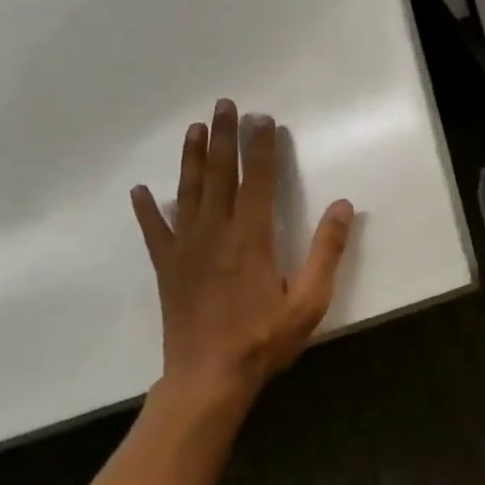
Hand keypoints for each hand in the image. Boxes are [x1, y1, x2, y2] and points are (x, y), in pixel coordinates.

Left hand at [130, 100, 353, 412]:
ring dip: (191, 158)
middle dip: (223, 137)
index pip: (257, 180)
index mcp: (251, 237)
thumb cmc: (264, 339)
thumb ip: (326, 250)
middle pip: (219, 175)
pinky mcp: (167, 268)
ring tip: (194, 128)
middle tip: (224, 105)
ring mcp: (186, 249)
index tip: (263, 119)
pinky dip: (147, 209)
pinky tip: (141, 190)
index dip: (261, 147)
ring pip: (188, 192)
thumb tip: (343, 204)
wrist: (207, 380)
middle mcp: (216, 233)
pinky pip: (155, 231)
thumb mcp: (309, 300)